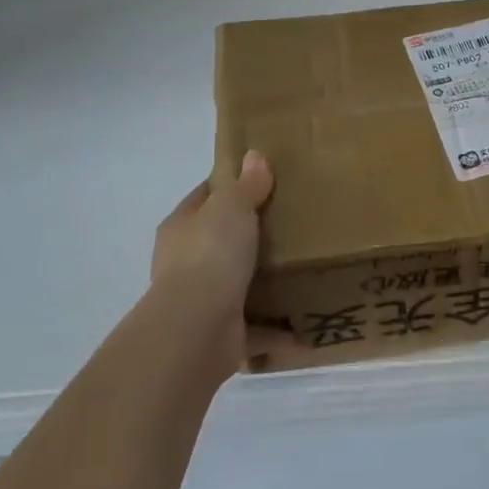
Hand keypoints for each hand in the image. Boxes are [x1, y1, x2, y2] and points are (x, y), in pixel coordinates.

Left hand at [146, 150, 291, 374]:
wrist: (197, 330)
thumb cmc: (210, 255)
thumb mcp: (231, 207)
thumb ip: (246, 185)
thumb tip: (254, 155)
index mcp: (182, 228)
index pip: (205, 198)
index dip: (230, 186)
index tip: (264, 180)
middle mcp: (186, 264)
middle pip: (221, 241)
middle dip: (251, 236)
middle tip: (293, 223)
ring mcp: (203, 301)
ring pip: (238, 285)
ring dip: (264, 283)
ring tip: (304, 270)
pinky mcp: (223, 334)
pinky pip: (257, 329)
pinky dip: (278, 330)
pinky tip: (306, 325)